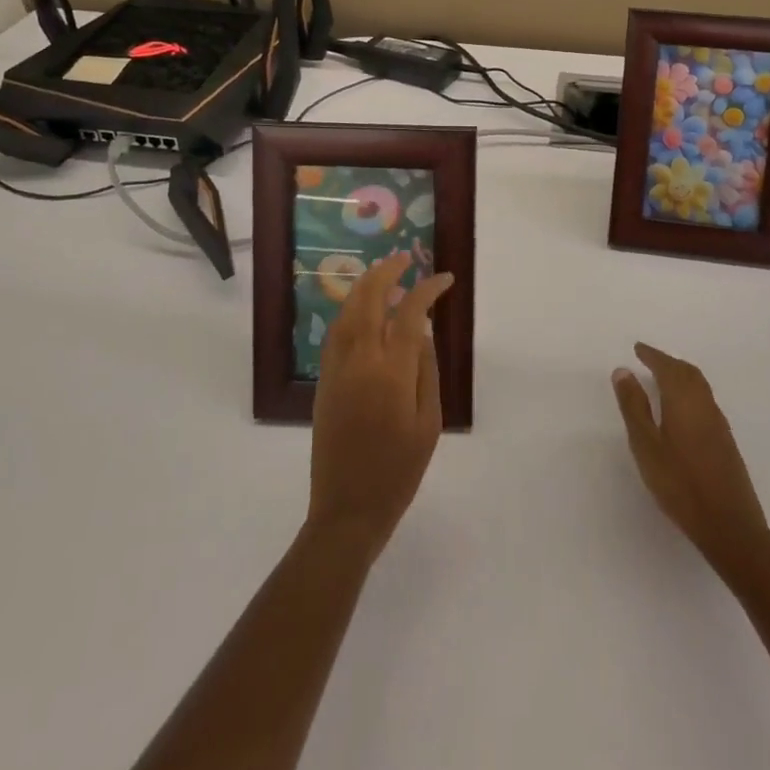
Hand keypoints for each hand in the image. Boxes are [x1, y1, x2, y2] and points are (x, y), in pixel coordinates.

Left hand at [307, 252, 453, 560]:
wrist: (347, 510)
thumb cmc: (398, 472)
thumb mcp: (428, 423)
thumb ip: (426, 370)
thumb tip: (422, 331)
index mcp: (391, 372)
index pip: (409, 312)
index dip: (428, 289)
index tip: (445, 279)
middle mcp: (359, 360)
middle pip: (368, 298)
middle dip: (387, 271)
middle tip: (406, 259)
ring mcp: (336, 368)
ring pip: (347, 310)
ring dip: (365, 286)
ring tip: (385, 276)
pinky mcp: (324, 380)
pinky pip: (336, 332)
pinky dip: (350, 310)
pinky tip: (363, 311)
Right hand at [613, 342, 769, 580]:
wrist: (730, 527)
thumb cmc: (680, 484)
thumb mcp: (646, 445)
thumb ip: (634, 407)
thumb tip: (623, 371)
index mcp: (684, 400)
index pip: (667, 367)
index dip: (652, 355)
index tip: (638, 348)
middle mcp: (705, 405)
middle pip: (687, 372)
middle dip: (668, 362)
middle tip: (649, 359)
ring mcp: (719, 424)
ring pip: (699, 387)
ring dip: (681, 376)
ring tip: (663, 379)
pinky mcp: (726, 442)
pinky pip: (705, 401)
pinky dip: (690, 392)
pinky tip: (682, 409)